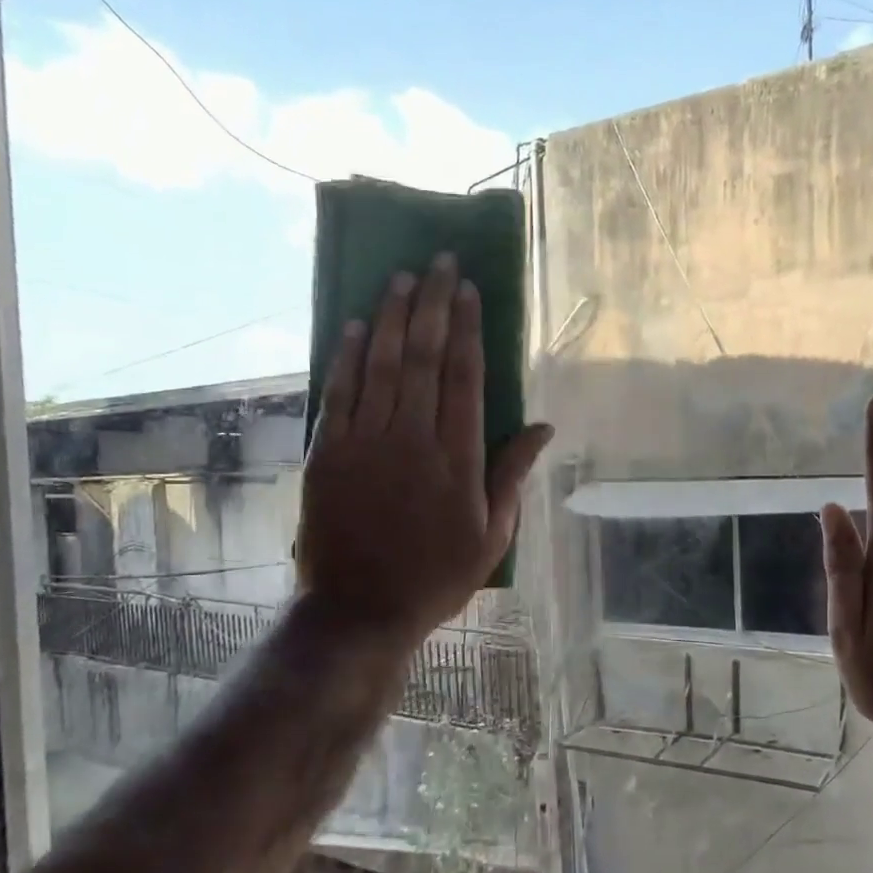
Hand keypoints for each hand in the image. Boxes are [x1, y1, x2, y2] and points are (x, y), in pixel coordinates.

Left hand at [297, 255, 552, 645]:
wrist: (361, 609)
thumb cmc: (436, 576)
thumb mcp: (492, 534)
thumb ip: (513, 474)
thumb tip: (543, 425)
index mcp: (458, 457)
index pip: (464, 375)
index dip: (466, 327)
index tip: (467, 289)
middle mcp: (412, 438)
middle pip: (422, 356)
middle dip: (431, 303)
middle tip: (437, 262)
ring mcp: (365, 442)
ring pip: (380, 364)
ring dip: (390, 316)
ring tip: (400, 277)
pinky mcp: (328, 453)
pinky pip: (339, 392)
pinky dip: (347, 356)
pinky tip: (355, 325)